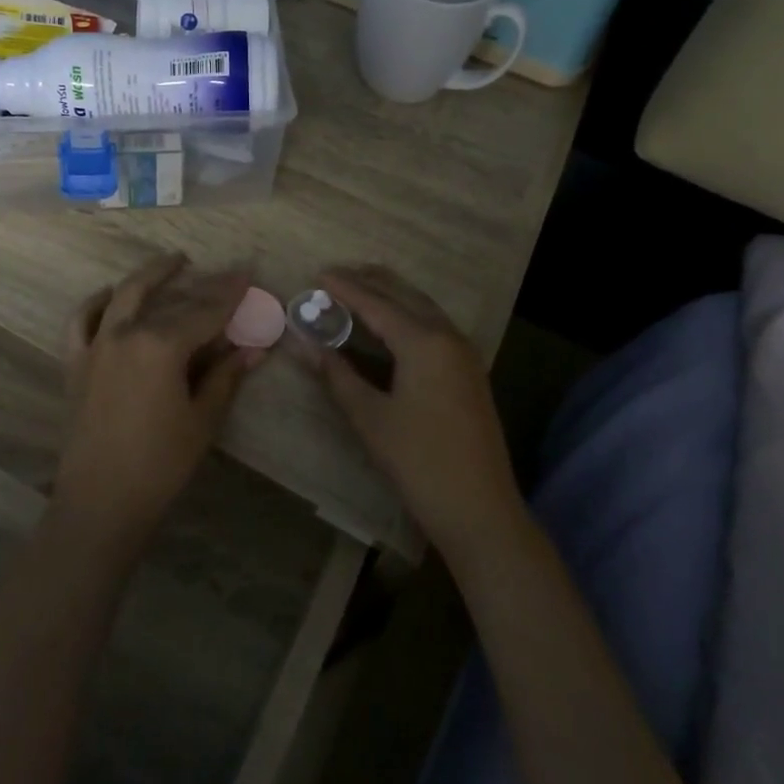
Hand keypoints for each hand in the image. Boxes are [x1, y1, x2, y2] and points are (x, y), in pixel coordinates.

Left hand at [53, 254, 260, 555]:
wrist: (100, 501)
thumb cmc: (160, 464)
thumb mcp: (202, 419)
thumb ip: (225, 376)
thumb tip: (254, 348)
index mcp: (161, 346)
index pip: (205, 312)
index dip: (230, 294)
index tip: (248, 274)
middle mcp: (126, 334)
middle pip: (170, 300)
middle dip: (202, 284)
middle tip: (225, 274)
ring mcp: (96, 345)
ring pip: (124, 296)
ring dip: (149, 275)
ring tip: (172, 263)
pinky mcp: (76, 362)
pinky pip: (82, 320)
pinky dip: (97, 302)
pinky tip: (110, 295)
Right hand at [307, 266, 524, 561]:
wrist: (480, 510)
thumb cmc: (419, 462)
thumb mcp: (370, 417)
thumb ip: (336, 375)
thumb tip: (303, 343)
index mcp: (424, 342)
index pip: (377, 304)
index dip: (346, 289)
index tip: (319, 273)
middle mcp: (448, 337)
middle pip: (405, 296)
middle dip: (372, 282)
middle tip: (338, 274)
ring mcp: (464, 355)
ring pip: (424, 309)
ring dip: (392, 296)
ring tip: (362, 289)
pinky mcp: (469, 373)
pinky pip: (435, 327)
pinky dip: (409, 315)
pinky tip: (393, 326)